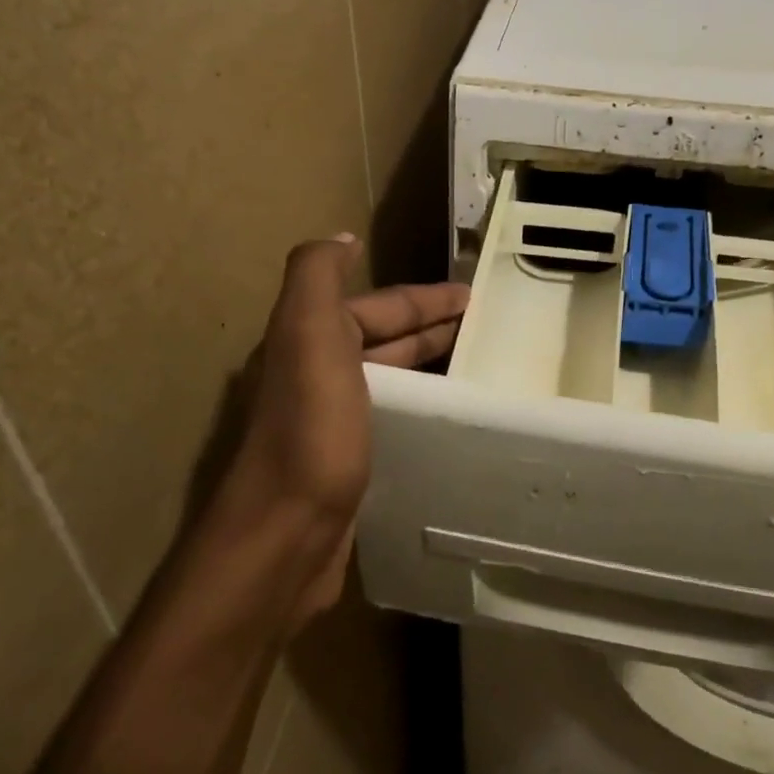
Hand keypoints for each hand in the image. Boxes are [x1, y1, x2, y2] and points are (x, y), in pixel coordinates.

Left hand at [197, 235, 467, 630]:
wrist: (284, 535)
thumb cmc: (309, 430)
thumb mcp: (307, 335)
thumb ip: (317, 276)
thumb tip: (343, 238)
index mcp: (310, 341)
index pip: (379, 307)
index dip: (426, 299)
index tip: (476, 297)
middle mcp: (316, 375)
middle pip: (386, 340)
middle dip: (434, 328)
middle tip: (489, 328)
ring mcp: (330, 423)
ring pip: (392, 380)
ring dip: (431, 366)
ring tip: (481, 368)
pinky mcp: (346, 463)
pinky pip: (393, 419)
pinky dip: (422, 408)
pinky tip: (450, 418)